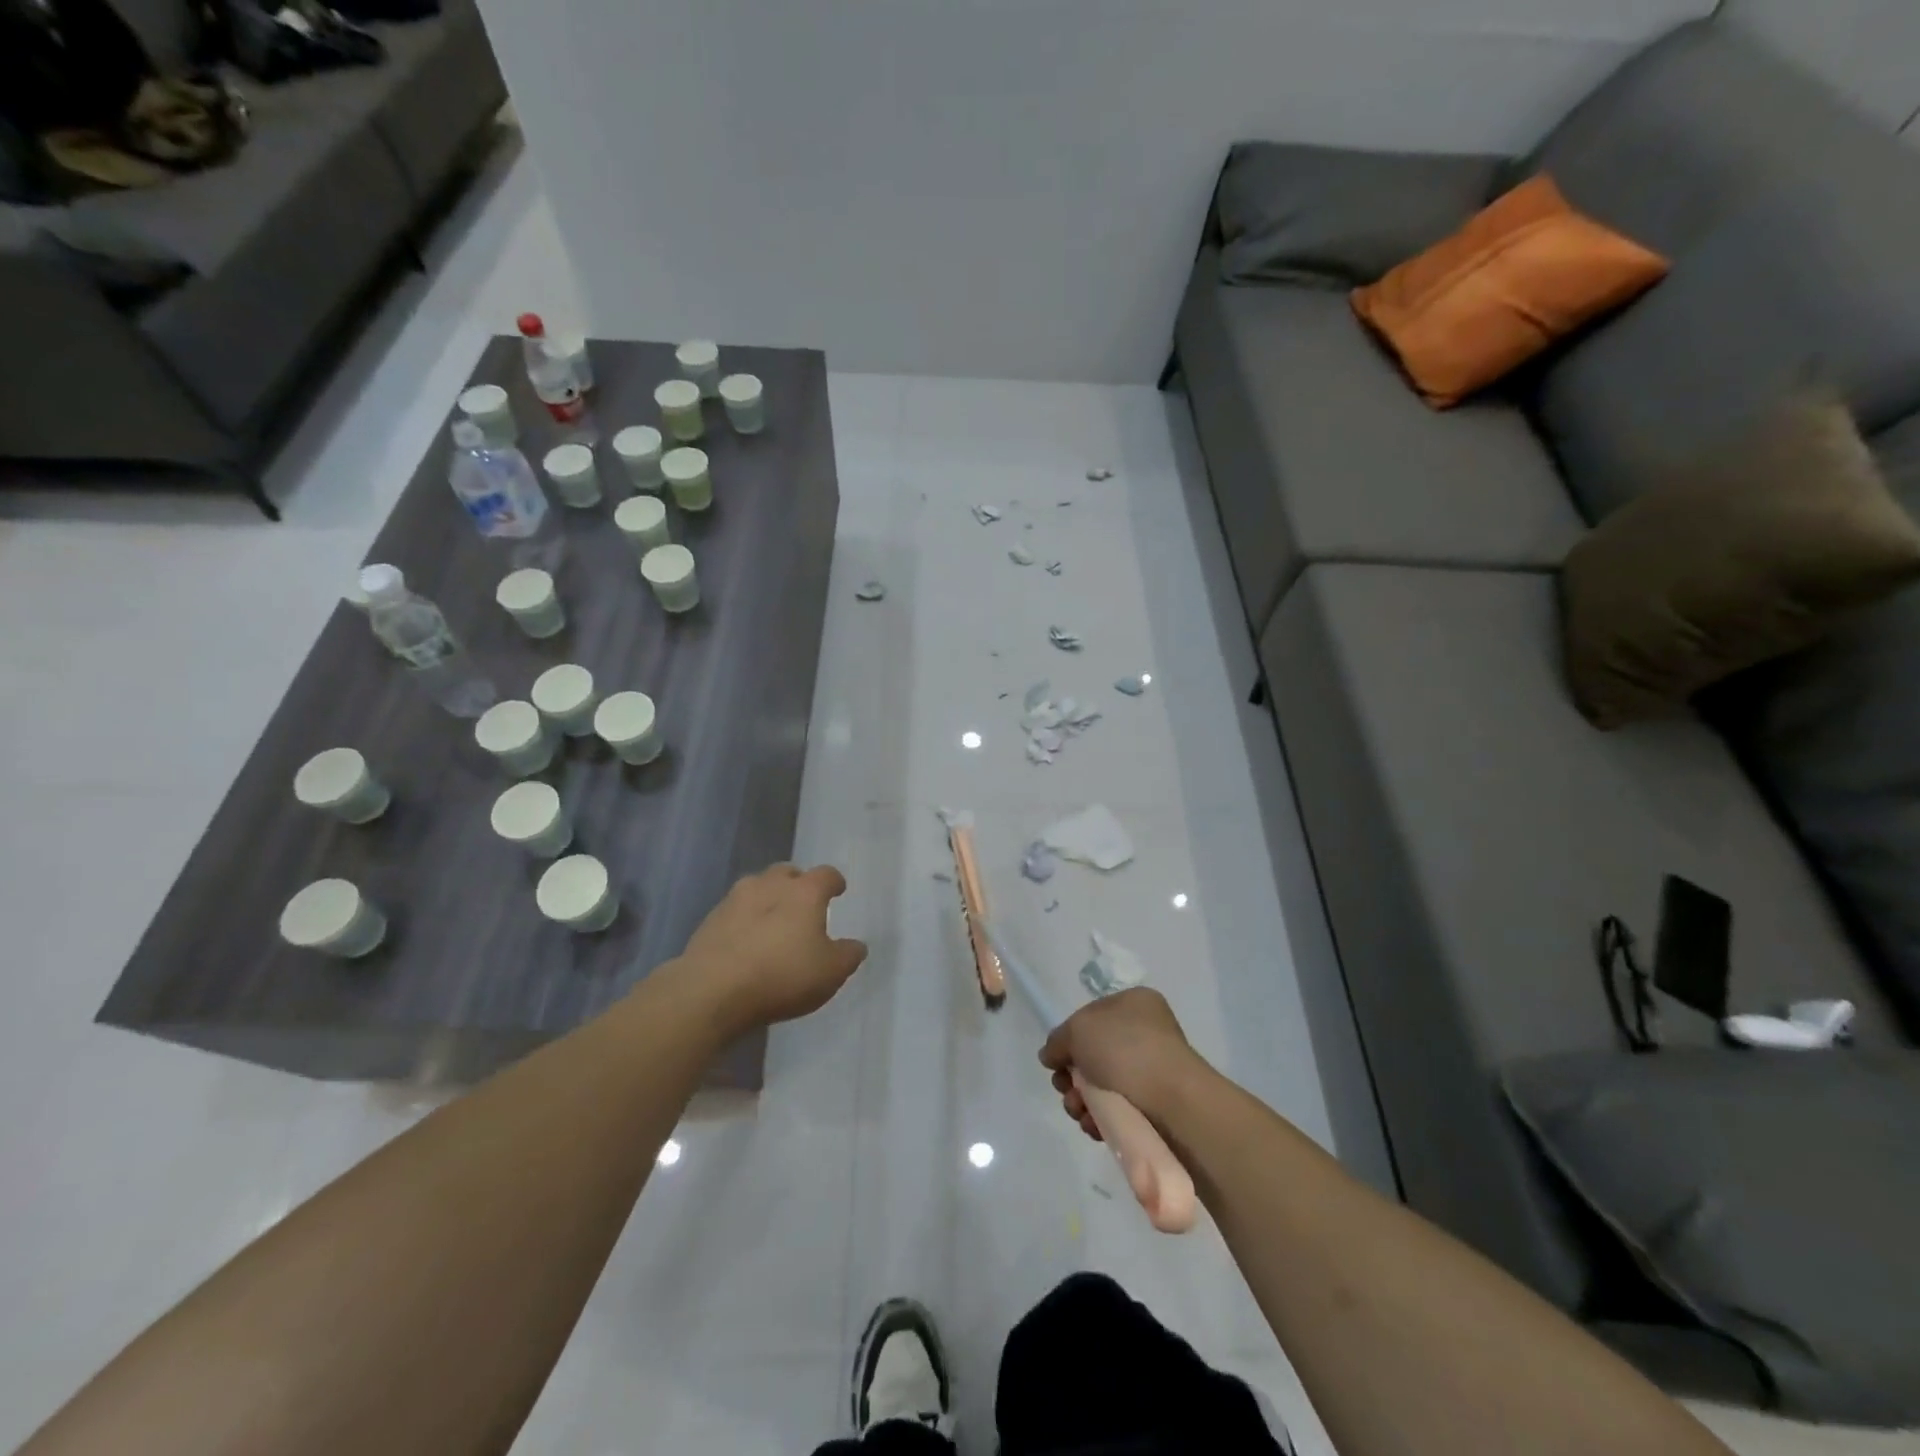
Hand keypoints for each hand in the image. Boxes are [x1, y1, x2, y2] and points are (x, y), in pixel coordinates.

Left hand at [674, 865, 867, 1032]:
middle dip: (796, 884)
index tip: (838, 890)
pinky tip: (746, 943)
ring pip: (756, 888)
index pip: (826, 874)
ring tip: (772, 923)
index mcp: (804, 892)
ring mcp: (734, 900)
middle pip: (786, 873)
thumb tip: (856, 946)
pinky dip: (744, 921)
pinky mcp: (709, 921)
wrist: (711, 991)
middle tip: (803, 904)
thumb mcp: (830, 973)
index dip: (834, 882)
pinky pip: (734, 912)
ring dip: (767, 899)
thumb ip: (848, 956)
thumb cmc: (782, 975)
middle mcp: (769, 885)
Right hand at [1038, 988, 1206, 1137]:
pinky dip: (1101, 1119)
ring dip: (1081, 1101)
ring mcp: (1153, 1071)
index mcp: (1134, 1003)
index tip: (1057, 1061)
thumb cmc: (1126, 1051)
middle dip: (1071, 1077)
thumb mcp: (1079, 1030)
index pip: (1090, 1017)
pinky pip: (1118, 1110)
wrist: (1174, 1102)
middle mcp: (1146, 1033)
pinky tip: (1094, 1127)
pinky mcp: (1157, 1107)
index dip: (1069, 1039)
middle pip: (1093, 1055)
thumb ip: (1058, 1040)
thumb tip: (1050, 1055)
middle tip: (1065, 1090)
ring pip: (1102, 1086)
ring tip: (1079, 1112)